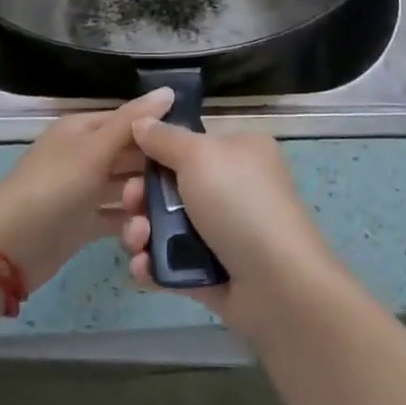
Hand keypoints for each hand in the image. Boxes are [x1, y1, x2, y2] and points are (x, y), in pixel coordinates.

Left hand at [0, 88, 170, 294]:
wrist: (7, 249)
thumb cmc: (52, 188)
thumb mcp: (93, 150)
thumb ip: (131, 122)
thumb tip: (168, 90)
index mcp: (83, 129)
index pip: (129, 120)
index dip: (158, 128)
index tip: (192, 142)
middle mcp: (85, 155)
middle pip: (130, 153)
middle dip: (155, 165)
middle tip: (189, 182)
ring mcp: (84, 190)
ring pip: (125, 186)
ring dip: (146, 196)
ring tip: (175, 211)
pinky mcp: (85, 223)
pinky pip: (116, 216)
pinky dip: (133, 222)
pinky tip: (155, 231)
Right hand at [118, 121, 345, 338]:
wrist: (276, 283)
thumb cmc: (239, 202)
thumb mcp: (200, 156)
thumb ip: (165, 138)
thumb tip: (140, 121)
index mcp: (239, 152)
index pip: (190, 144)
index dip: (156, 151)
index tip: (128, 160)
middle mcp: (233, 188)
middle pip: (172, 186)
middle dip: (142, 196)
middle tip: (130, 203)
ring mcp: (223, 233)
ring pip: (167, 226)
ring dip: (142, 232)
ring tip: (137, 241)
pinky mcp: (213, 272)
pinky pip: (173, 263)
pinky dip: (153, 265)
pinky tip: (142, 268)